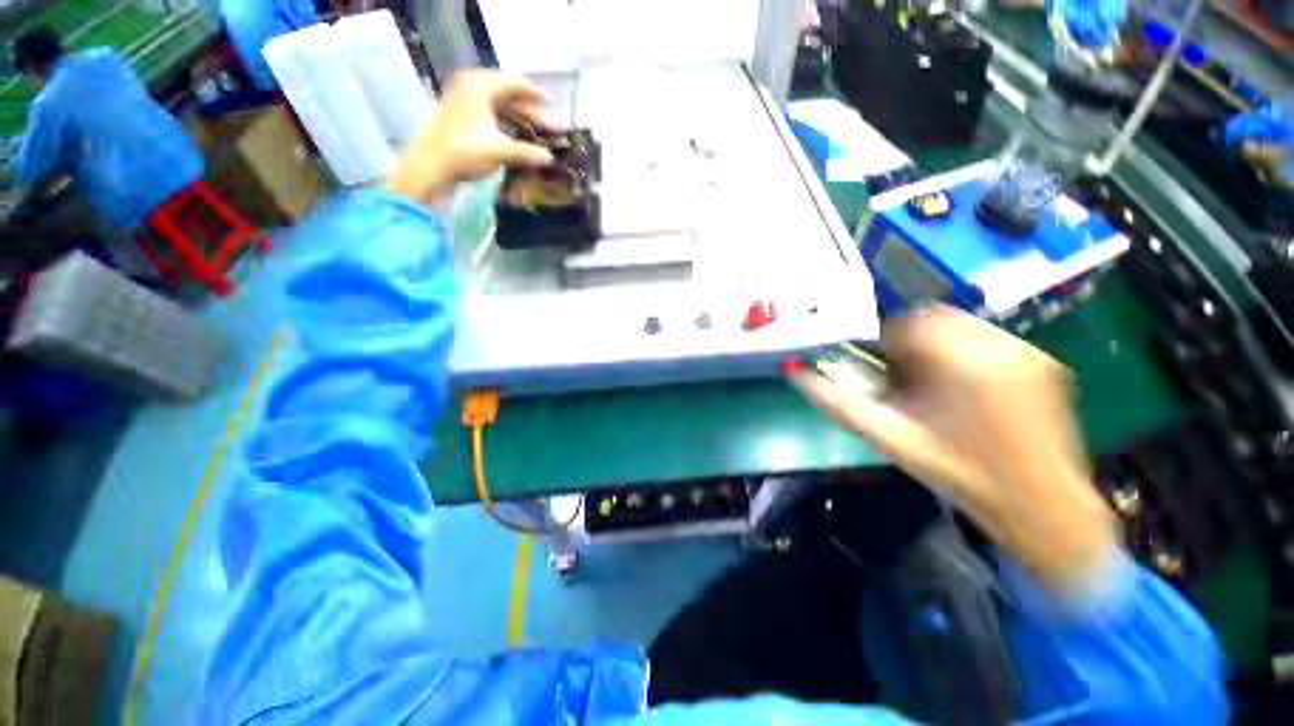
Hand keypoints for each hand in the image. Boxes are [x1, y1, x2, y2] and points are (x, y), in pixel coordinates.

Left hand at [386, 70, 555, 203]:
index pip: (515, 83)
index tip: (553, 105)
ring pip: (499, 107)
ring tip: (536, 137)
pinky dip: (506, 126)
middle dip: (531, 113)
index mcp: (481, 86)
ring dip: (520, 122)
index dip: (536, 95)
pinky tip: (516, 141)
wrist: (430, 165)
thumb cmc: (465, 150)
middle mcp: (472, 87)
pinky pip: (490, 116)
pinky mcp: (460, 117)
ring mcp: (464, 101)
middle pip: (508, 96)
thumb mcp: (500, 150)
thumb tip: (549, 158)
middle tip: (549, 129)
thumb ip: (527, 152)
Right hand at [792, 307, 1115, 591]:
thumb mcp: (891, 439)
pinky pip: (986, 338)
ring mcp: (1027, 352)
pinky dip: (963, 352)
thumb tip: (797, 374)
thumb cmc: (960, 475)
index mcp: (962, 366)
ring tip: (932, 384)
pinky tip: (963, 388)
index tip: (878, 367)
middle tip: (901, 376)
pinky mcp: (1041, 361)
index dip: (883, 342)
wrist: (1041, 507)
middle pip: (936, 318)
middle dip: (909, 341)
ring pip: (961, 325)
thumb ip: (839, 404)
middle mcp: (1000, 348)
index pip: (908, 324)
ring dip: (935, 345)